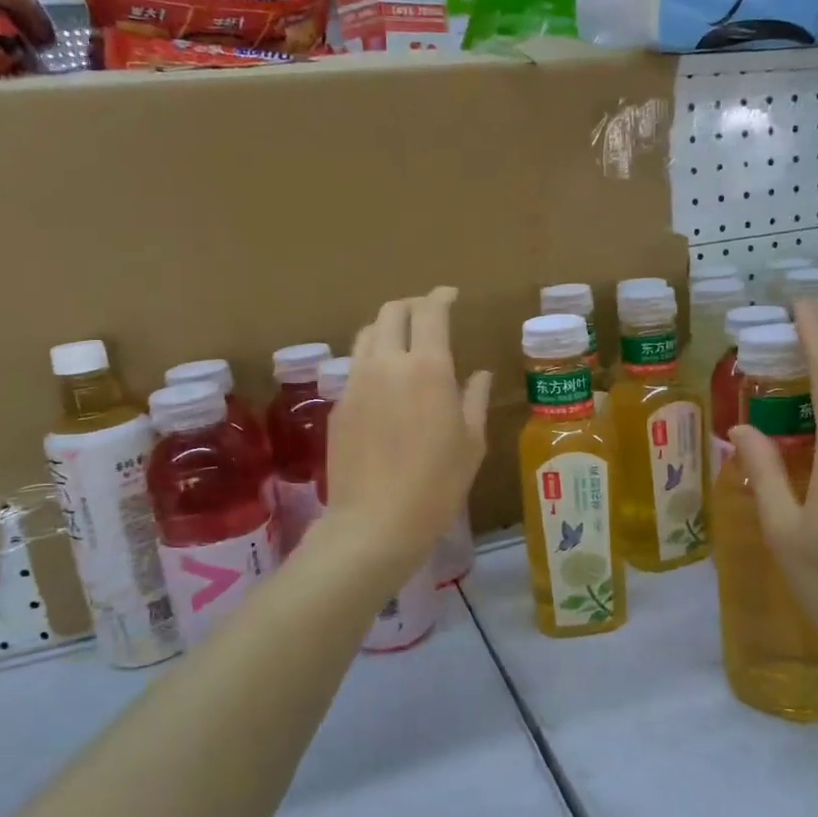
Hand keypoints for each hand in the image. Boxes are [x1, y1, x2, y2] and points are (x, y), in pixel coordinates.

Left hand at [319, 287, 490, 578]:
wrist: (375, 522)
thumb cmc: (437, 485)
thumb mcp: (471, 443)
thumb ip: (474, 399)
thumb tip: (478, 374)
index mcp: (428, 367)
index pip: (430, 312)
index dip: (440, 296)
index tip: (450, 295)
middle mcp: (387, 363)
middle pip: (391, 312)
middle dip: (412, 305)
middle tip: (428, 315)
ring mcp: (356, 382)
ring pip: (366, 334)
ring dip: (387, 327)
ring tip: (402, 342)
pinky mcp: (338, 404)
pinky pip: (355, 366)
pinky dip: (371, 359)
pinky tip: (384, 382)